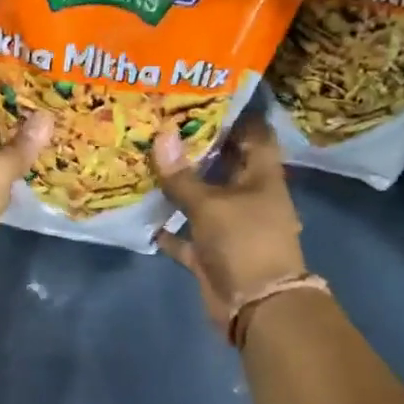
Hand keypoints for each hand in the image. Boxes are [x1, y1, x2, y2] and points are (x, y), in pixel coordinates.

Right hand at [154, 116, 306, 326]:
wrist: (256, 307)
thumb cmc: (243, 243)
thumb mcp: (210, 205)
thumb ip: (182, 175)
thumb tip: (161, 135)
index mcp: (262, 178)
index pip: (254, 135)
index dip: (234, 115)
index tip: (203, 97)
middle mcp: (248, 197)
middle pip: (224, 164)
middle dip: (197, 147)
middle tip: (162, 123)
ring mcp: (230, 226)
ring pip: (202, 199)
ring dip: (179, 186)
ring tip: (146, 159)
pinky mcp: (212, 252)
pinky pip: (186, 235)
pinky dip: (168, 227)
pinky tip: (142, 211)